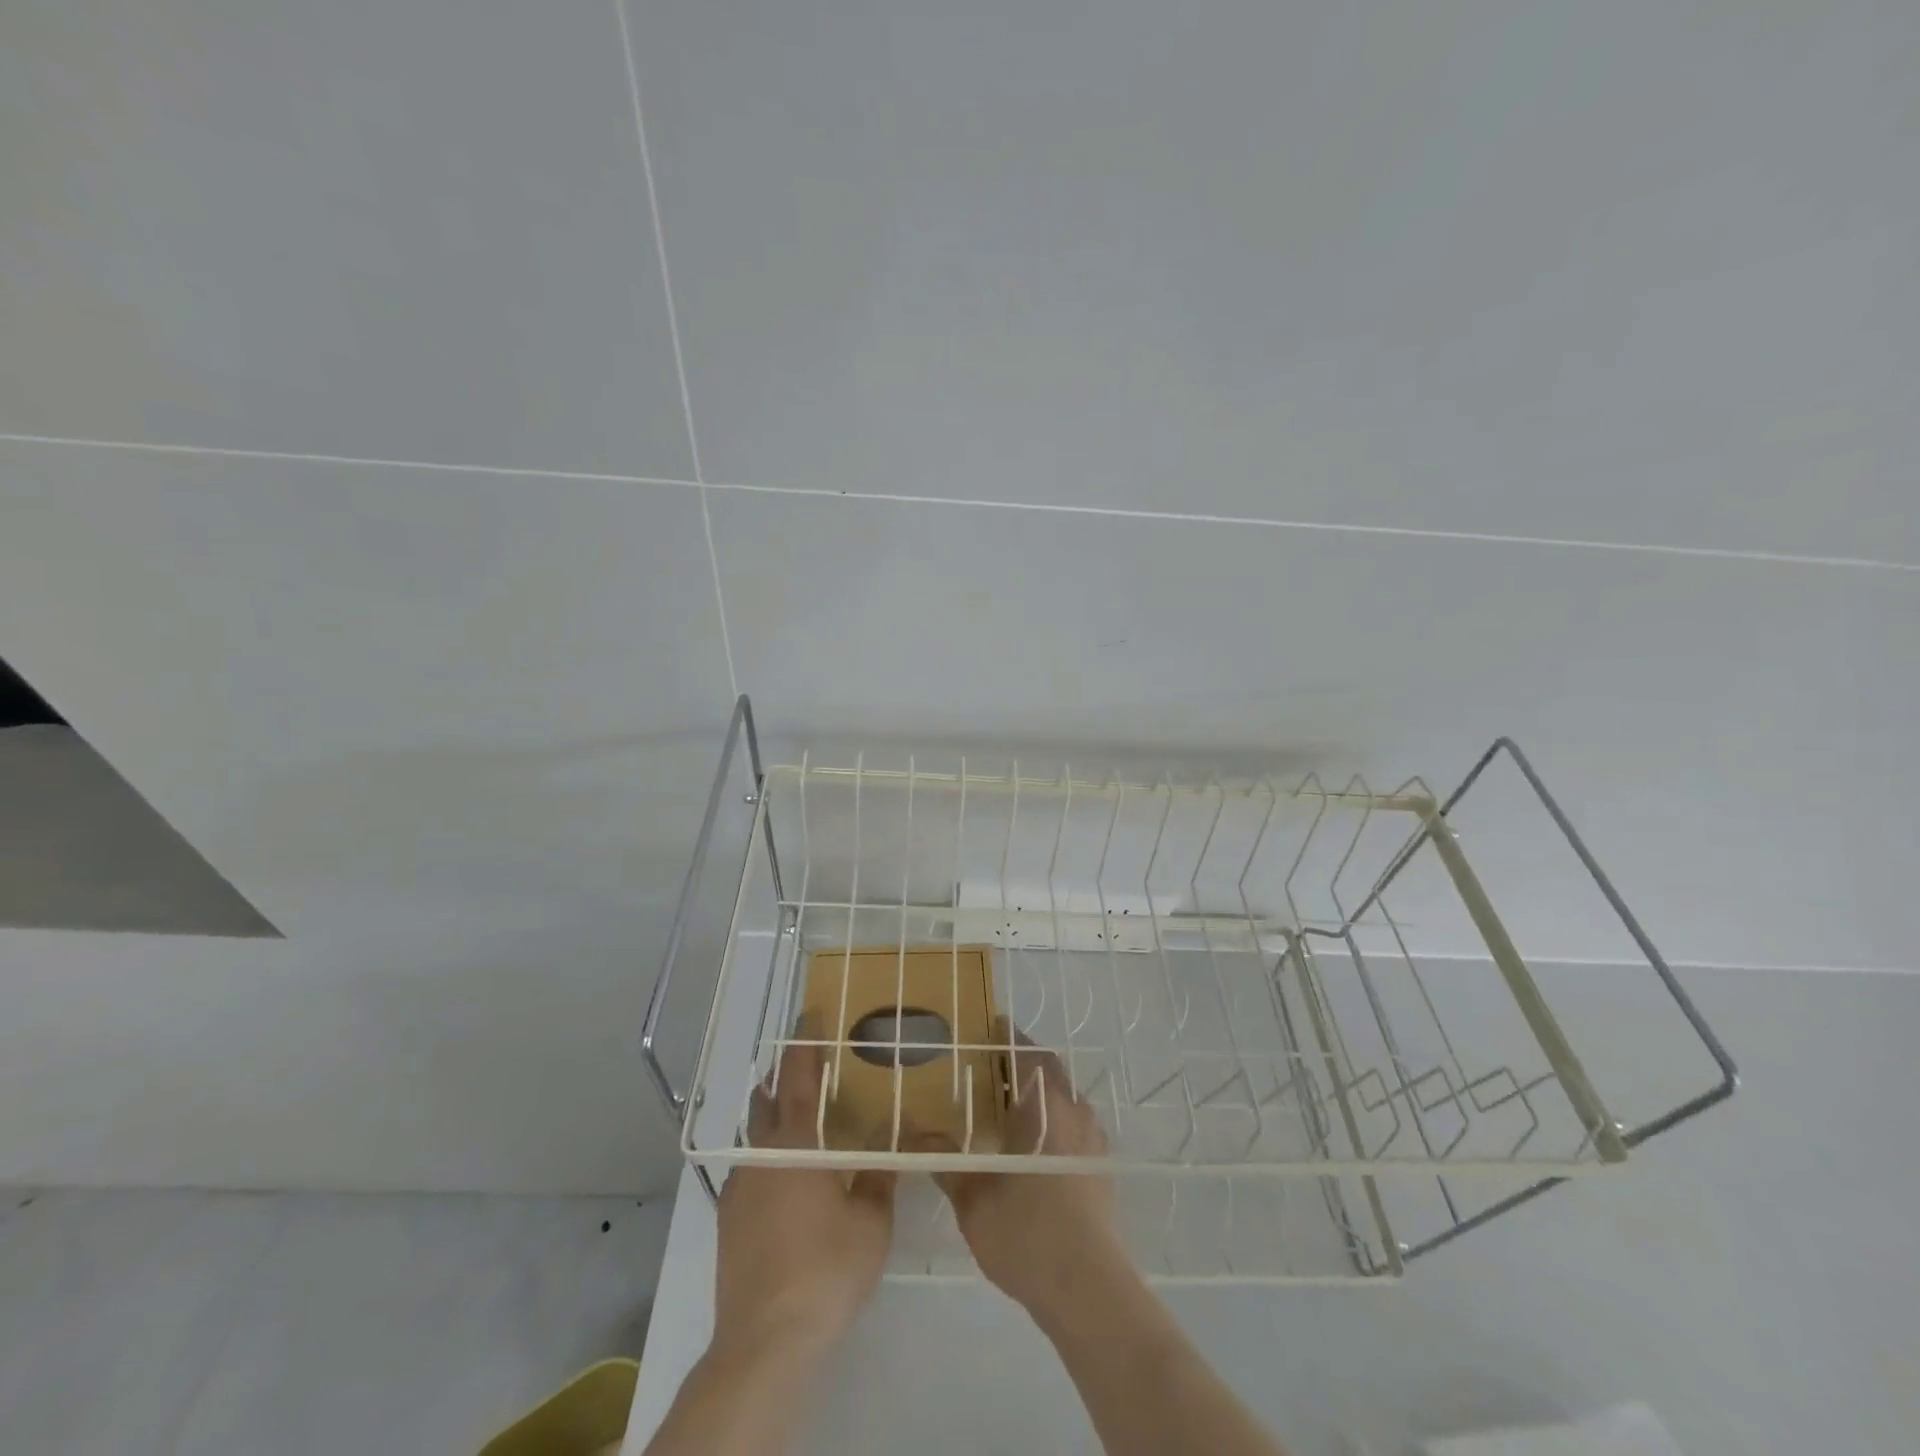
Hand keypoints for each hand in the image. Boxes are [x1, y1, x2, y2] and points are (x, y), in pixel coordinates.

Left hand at [714, 1020, 895, 1358]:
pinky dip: (769, 1158)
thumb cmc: (826, 1270)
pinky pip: (751, 1170)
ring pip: (757, 1137)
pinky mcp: (728, 1220)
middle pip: (768, 1099)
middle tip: (809, 1064)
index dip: (805, 1044)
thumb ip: (881, 1173)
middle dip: (785, 1076)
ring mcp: (739, 1188)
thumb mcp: (871, 1221)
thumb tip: (895, 1135)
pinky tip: (787, 1180)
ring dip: (775, 1118)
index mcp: (797, 1145)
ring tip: (804, 1123)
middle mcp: (762, 1155)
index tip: (810, 1015)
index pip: (800, 1078)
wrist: (765, 1341)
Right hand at [920, 1024, 1130, 1327]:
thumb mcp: (974, 1201)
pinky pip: (1074, 1127)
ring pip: (1064, 1100)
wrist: (1089, 1290)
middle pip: (1050, 1073)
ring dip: (1040, 1093)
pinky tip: (1031, 1146)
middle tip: (990, 1067)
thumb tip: (914, 1135)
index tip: (992, 1025)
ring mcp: (1092, 1143)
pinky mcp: (1100, 1171)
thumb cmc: (1028, 1234)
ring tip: (1007, 1105)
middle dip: (1023, 1064)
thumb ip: (946, 1162)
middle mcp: (1074, 1114)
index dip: (1010, 1038)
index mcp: (1046, 1108)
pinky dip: (1052, 1121)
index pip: (1028, 1055)